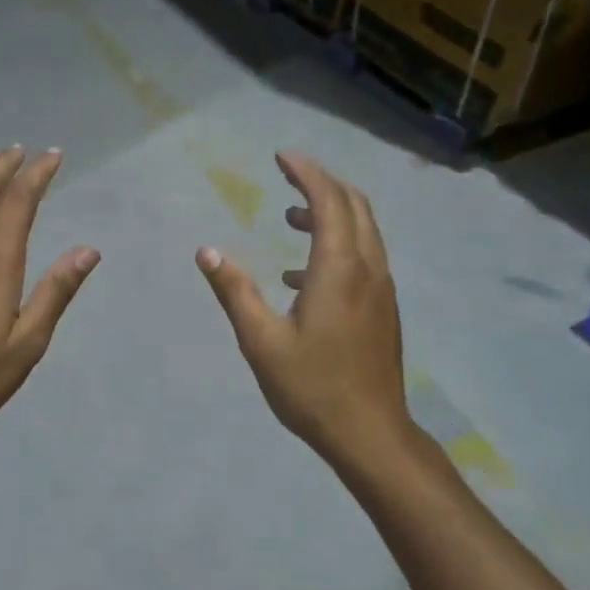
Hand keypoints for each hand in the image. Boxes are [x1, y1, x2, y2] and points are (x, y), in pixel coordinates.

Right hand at [196, 152, 408, 462]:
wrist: (370, 433)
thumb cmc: (312, 387)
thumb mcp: (261, 340)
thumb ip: (235, 291)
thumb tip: (206, 251)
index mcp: (339, 270)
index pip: (329, 201)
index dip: (306, 172)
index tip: (281, 156)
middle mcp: (368, 269)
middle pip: (354, 206)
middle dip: (322, 183)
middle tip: (287, 174)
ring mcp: (381, 290)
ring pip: (363, 230)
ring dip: (331, 213)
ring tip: (290, 217)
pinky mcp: (383, 309)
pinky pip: (364, 257)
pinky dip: (337, 244)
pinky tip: (301, 274)